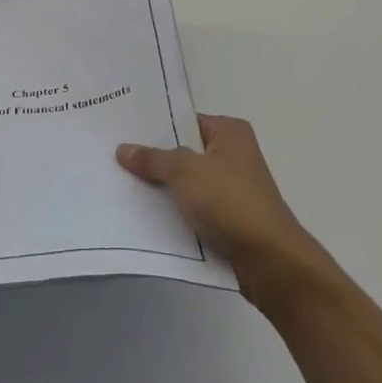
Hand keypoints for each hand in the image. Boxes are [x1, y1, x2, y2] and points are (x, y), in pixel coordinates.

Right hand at [116, 114, 326, 298]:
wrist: (269, 261)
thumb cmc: (230, 202)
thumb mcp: (185, 171)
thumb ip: (153, 159)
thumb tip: (123, 149)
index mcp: (230, 132)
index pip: (185, 121)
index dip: (154, 127)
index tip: (121, 130)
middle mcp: (232, 155)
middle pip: (183, 153)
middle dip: (153, 159)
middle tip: (112, 158)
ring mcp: (230, 189)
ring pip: (185, 184)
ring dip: (160, 190)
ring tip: (119, 186)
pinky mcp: (226, 219)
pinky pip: (191, 209)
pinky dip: (172, 213)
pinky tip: (141, 216)